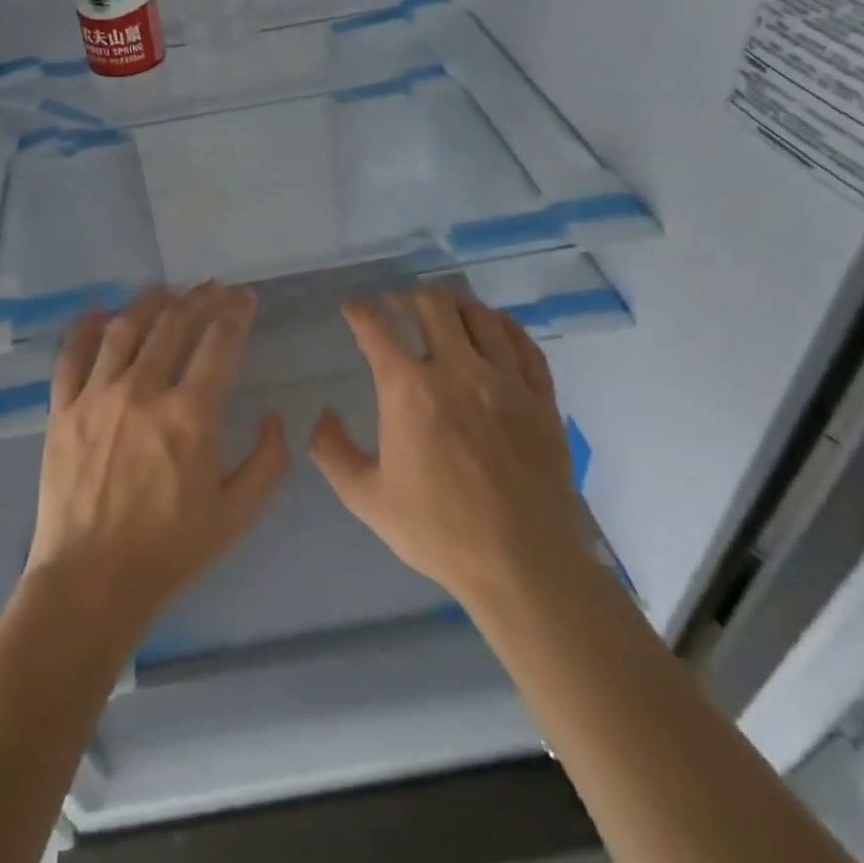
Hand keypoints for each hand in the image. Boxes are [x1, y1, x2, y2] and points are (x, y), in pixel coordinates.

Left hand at [27, 284, 289, 643]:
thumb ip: (267, 462)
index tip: (245, 299)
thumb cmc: (169, 551)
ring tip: (166, 291)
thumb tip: (273, 418)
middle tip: (213, 288)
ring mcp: (96, 396)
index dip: (235, 312)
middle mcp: (143, 391)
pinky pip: (71, 356)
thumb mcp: (237, 514)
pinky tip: (99, 312)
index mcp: (190, 415)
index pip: (218, 343)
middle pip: (174, 325)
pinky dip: (85, 328)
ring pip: (125, 329)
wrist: (90, 582)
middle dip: (199, 299)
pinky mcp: (62, 410)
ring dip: (150, 302)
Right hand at [310, 286, 588, 613]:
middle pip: (432, 305)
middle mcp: (458, 371)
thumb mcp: (367, 498)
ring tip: (442, 310)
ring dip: (454, 304)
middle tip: (397, 305)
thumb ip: (333, 452)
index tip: (353, 309)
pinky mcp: (541, 398)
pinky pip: (524, 344)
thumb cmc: (438, 531)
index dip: (360, 311)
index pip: (377, 329)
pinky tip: (494, 327)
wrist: (523, 565)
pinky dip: (504, 326)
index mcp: (409, 390)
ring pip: (480, 315)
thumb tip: (322, 416)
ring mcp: (506, 381)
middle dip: (408, 297)